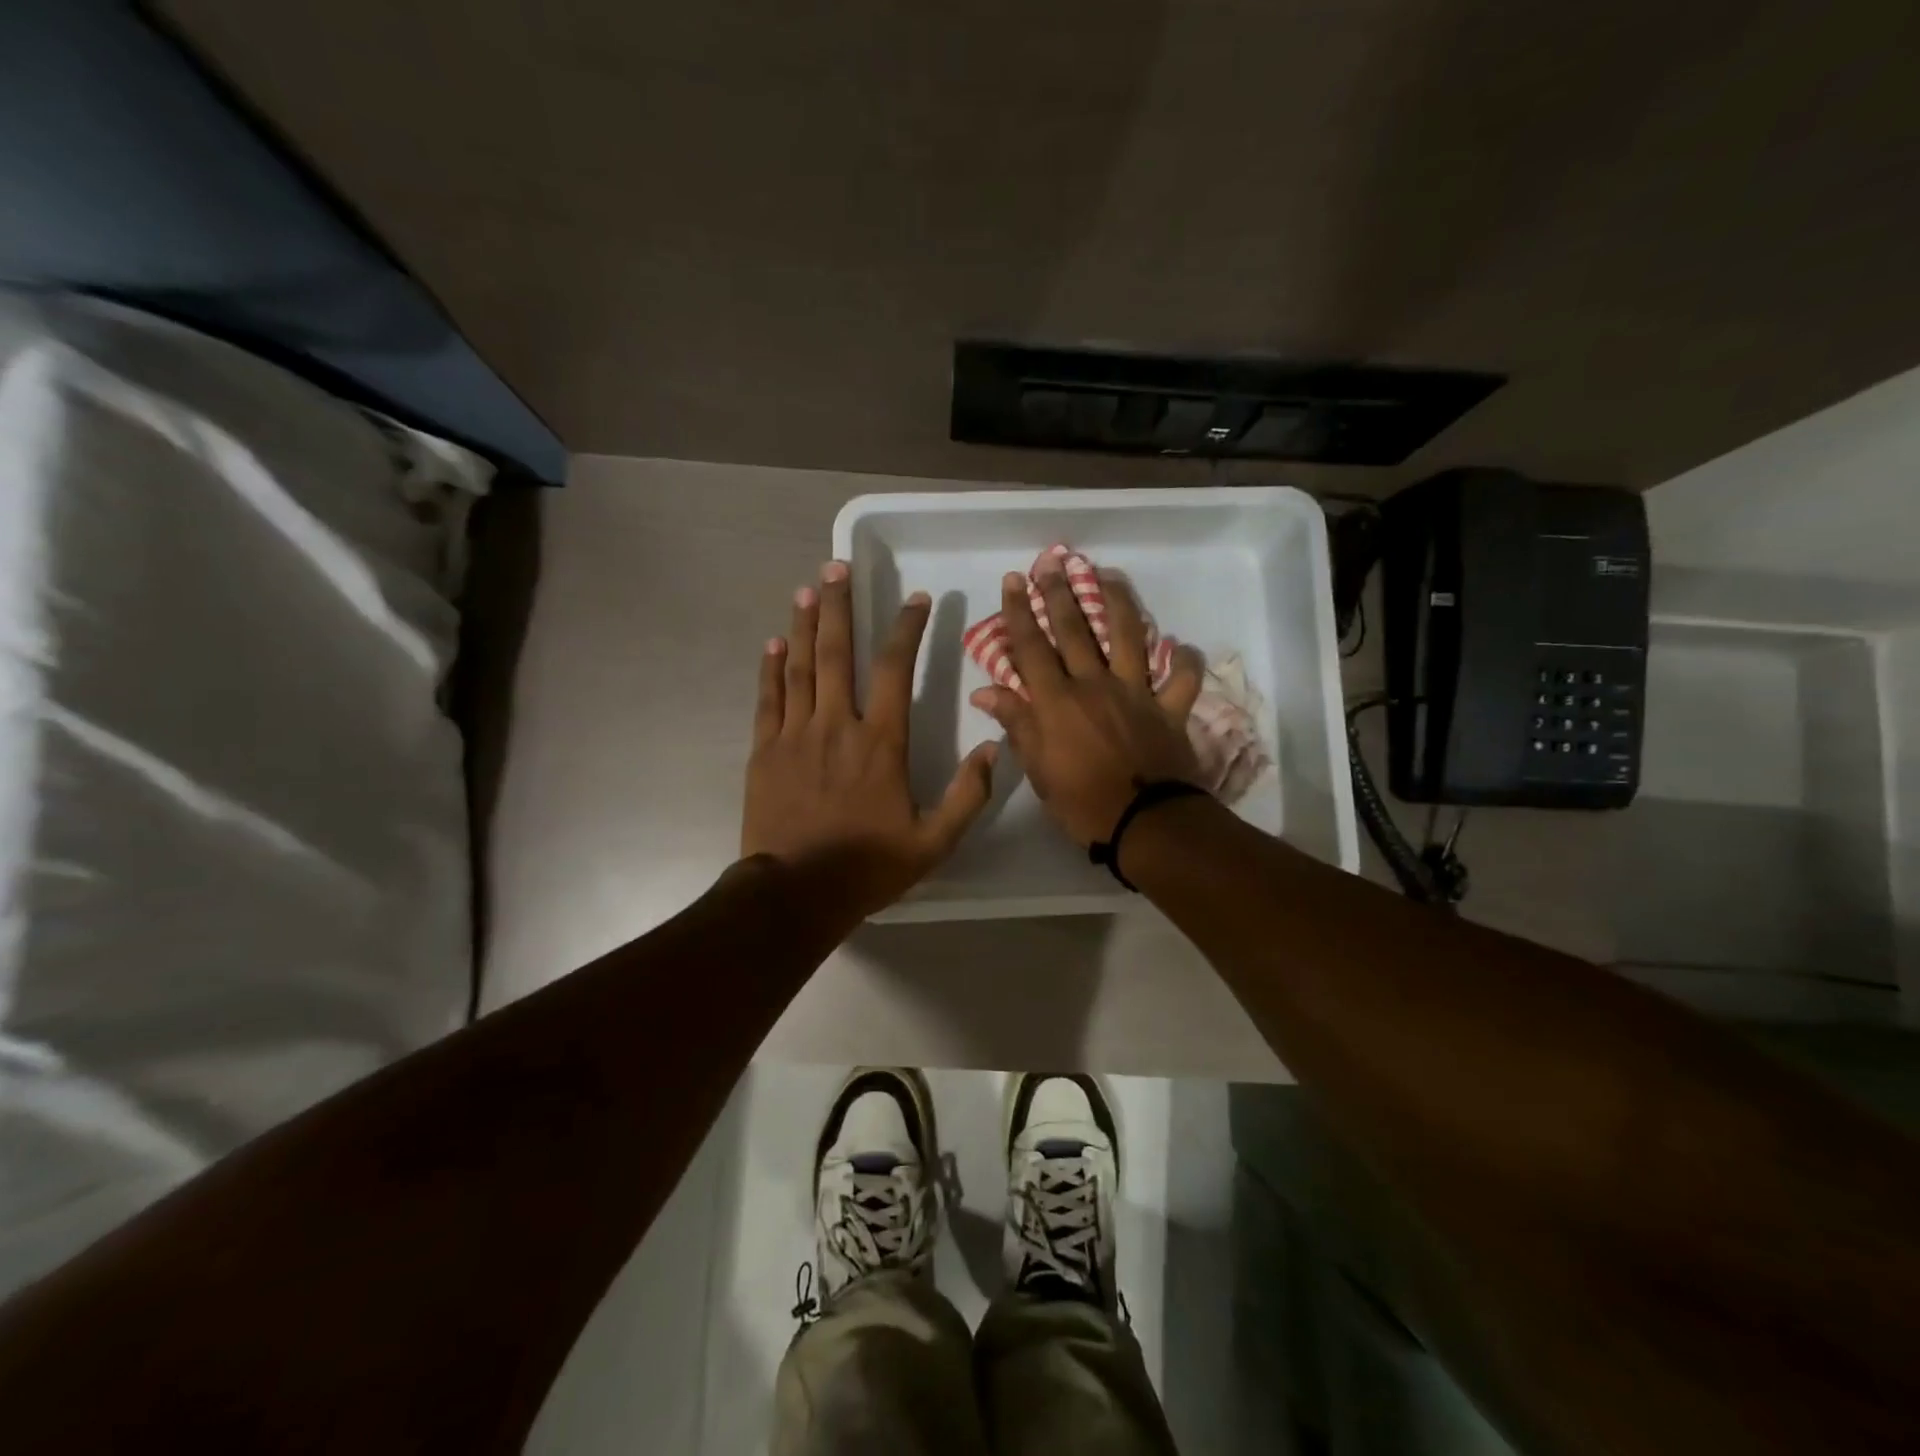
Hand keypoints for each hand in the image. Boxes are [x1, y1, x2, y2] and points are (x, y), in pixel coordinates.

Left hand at [742, 561, 997, 923]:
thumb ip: (967, 795)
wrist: (796, 893)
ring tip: (806, 590)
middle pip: (838, 653)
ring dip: (803, 625)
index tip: (915, 600)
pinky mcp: (764, 751)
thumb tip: (994, 749)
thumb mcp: (934, 842)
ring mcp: (795, 735)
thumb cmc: (868, 867)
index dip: (907, 629)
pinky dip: (770, 668)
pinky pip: (768, 699)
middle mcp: (837, 725)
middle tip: (836, 568)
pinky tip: (773, 643)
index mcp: (881, 742)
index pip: (896, 669)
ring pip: (800, 667)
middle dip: (839, 606)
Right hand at [969, 559, 1203, 846]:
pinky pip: (1181, 679)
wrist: (1145, 823)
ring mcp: (1136, 692)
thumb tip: (985, 693)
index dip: (1020, 612)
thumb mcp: (1037, 769)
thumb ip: (1016, 724)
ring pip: (1127, 637)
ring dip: (1117, 603)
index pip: (1032, 647)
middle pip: (1075, 630)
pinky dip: (1184, 662)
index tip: (1013, 580)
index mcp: (1057, 701)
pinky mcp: (1169, 708)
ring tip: (1108, 576)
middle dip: (1060, 593)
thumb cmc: (1081, 802)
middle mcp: (1094, 685)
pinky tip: (1181, 647)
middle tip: (1052, 562)